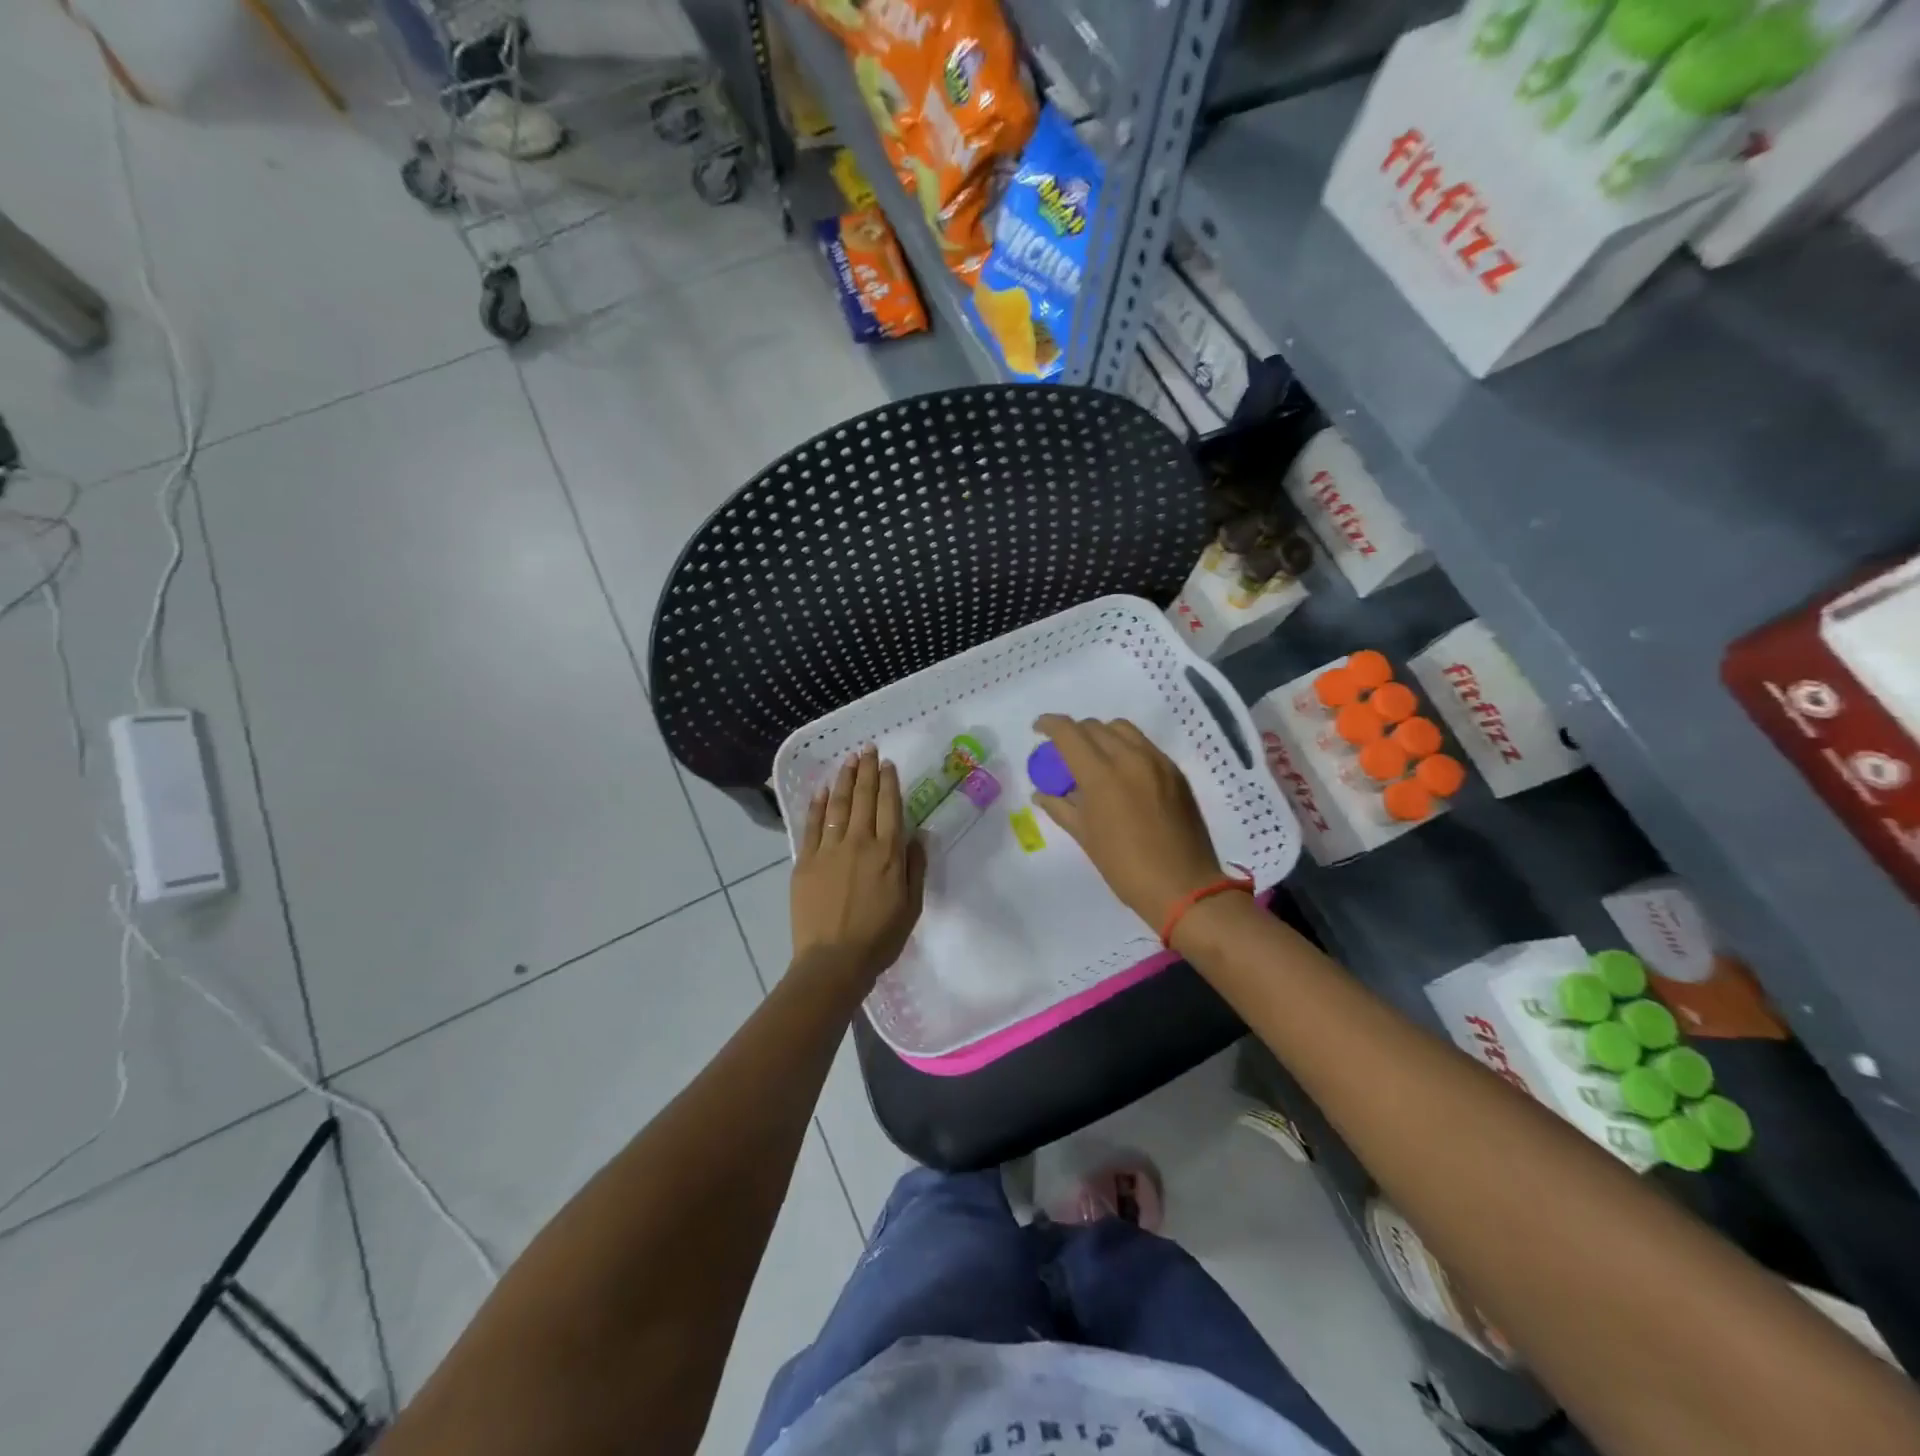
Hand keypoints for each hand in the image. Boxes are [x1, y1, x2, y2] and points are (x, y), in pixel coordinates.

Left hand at [791, 745, 926, 988]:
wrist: (833, 961)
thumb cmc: (880, 937)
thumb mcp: (912, 905)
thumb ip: (915, 867)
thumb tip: (919, 835)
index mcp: (888, 852)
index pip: (889, 806)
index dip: (889, 782)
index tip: (887, 763)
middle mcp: (859, 842)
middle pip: (863, 798)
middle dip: (866, 770)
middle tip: (867, 749)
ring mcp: (829, 849)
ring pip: (837, 805)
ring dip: (843, 780)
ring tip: (848, 760)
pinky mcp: (805, 861)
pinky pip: (811, 825)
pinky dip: (816, 805)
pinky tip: (820, 790)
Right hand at [1031, 715, 1226, 928]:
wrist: (1183, 886)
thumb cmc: (1125, 866)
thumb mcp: (1085, 837)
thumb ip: (1060, 807)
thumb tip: (1041, 793)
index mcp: (1102, 775)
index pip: (1069, 732)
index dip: (1049, 724)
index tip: (1038, 730)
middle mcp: (1130, 758)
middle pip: (1094, 726)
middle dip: (1074, 732)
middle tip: (1064, 752)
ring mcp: (1157, 762)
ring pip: (1122, 729)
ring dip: (1101, 735)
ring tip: (1094, 758)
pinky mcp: (1175, 771)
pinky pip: (1144, 745)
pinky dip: (1125, 747)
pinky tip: (1121, 772)